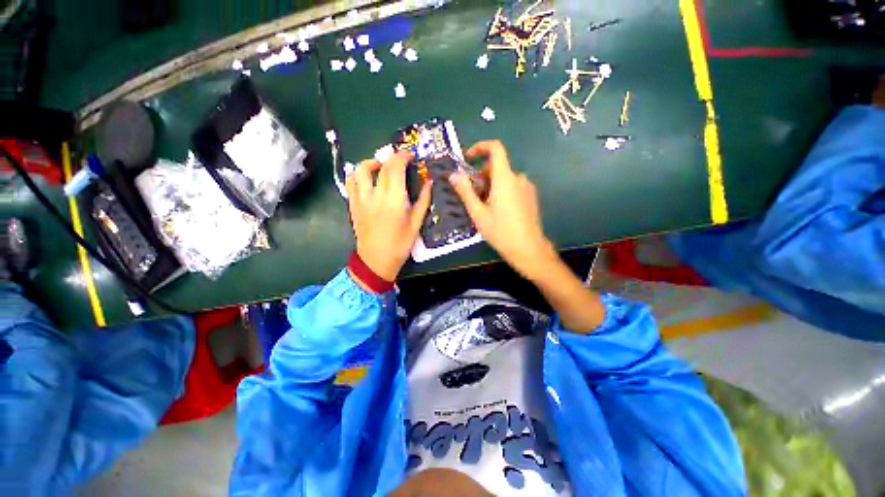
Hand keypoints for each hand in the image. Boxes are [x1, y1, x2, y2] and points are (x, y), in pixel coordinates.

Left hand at [346, 151, 431, 281]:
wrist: (375, 261)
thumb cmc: (399, 244)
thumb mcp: (416, 223)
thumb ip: (424, 199)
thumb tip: (429, 181)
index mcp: (393, 200)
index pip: (395, 167)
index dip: (403, 156)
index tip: (410, 156)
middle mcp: (375, 195)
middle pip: (380, 165)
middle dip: (391, 158)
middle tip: (399, 161)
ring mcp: (360, 199)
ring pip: (360, 169)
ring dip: (371, 163)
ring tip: (380, 167)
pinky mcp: (352, 204)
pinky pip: (350, 182)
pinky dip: (357, 175)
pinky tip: (367, 179)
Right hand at [449, 140, 556, 279]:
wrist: (529, 249)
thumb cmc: (501, 231)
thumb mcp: (478, 213)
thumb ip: (465, 191)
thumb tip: (454, 174)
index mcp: (505, 178)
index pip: (495, 148)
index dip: (480, 147)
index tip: (468, 157)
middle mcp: (518, 178)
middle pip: (497, 166)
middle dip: (482, 176)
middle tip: (473, 196)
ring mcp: (527, 187)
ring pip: (504, 178)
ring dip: (491, 186)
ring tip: (484, 208)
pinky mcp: (531, 197)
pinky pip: (513, 186)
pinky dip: (502, 192)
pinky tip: (498, 212)